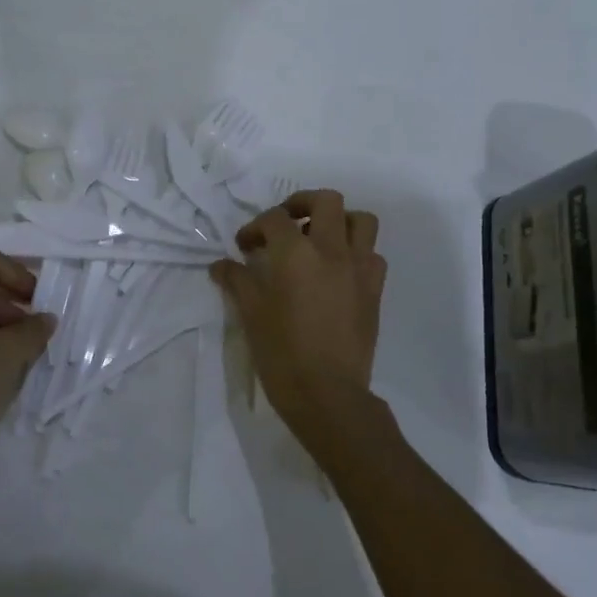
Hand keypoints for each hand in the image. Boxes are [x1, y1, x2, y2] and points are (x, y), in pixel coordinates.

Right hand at [210, 189, 386, 457]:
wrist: (328, 395)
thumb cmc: (282, 353)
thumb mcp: (250, 314)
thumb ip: (236, 281)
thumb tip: (221, 265)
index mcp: (295, 253)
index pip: (274, 219)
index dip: (255, 228)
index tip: (245, 247)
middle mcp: (331, 251)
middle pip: (326, 200)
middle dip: (302, 204)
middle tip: (286, 224)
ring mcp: (358, 269)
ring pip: (361, 220)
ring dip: (339, 222)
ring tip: (320, 240)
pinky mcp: (375, 290)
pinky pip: (373, 255)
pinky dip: (357, 253)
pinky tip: (338, 272)